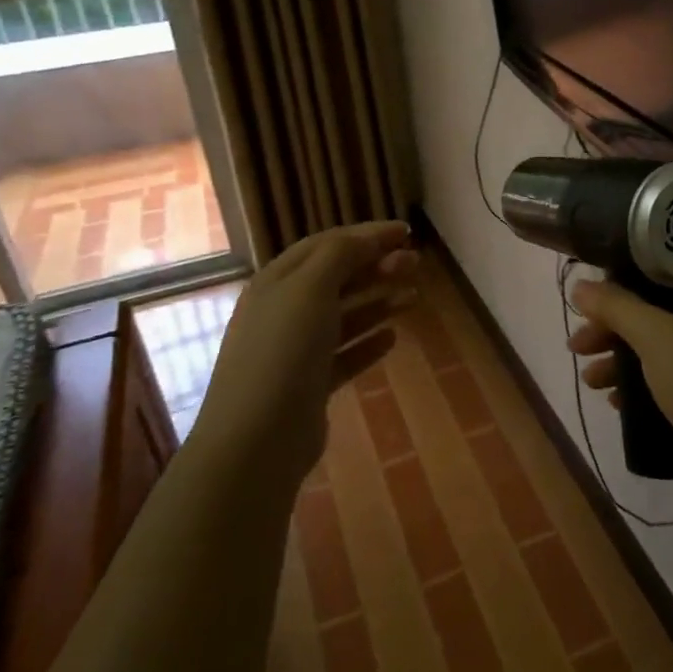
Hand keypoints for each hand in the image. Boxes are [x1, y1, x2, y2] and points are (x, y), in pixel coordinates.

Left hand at [195, 221, 416, 479]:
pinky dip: (368, 343)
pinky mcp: (309, 385)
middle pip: (337, 279)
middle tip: (416, 263)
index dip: (366, 235)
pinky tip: (392, 339)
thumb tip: (370, 237)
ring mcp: (295, 350)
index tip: (406, 232)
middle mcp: (284, 311)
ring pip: (344, 316)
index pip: (326, 244)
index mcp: (277, 281)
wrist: (256, 438)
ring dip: (378, 302)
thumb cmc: (283, 351)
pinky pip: (344, 355)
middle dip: (377, 266)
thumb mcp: (310, 289)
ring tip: (414, 297)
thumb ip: (341, 255)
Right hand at [568, 272, 672, 491]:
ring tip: (588, 379)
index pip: (668, 273)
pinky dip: (640, 385)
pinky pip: (668, 381)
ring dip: (621, 360)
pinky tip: (613, 400)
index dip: (627, 279)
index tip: (593, 296)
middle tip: (578, 344)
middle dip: (614, 328)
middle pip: (658, 313)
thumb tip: (580, 285)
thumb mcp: (657, 338)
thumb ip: (617, 308)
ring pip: (659, 350)